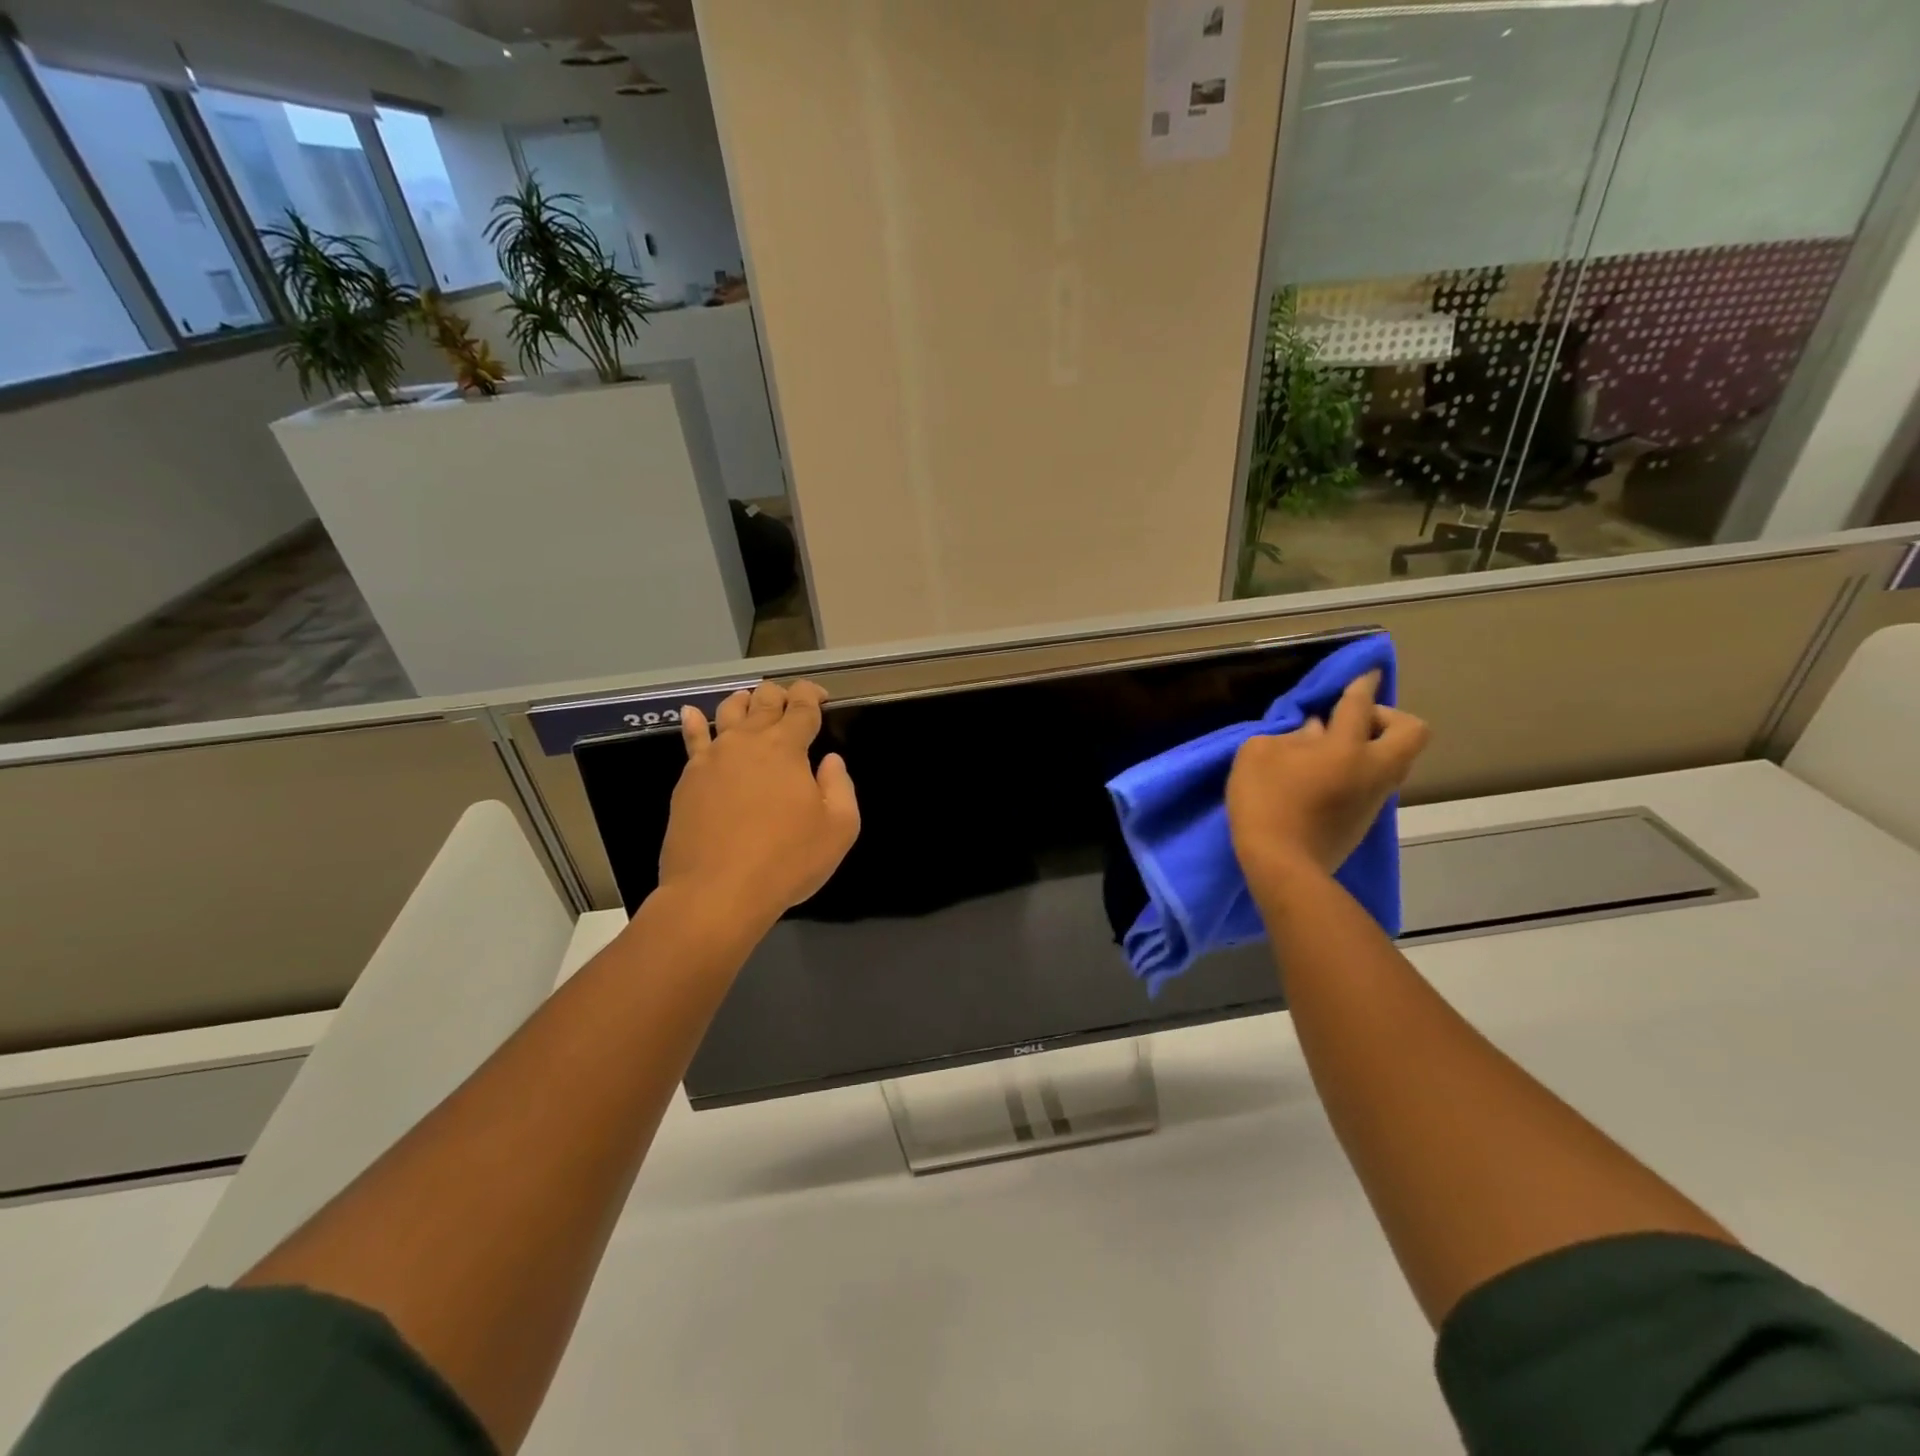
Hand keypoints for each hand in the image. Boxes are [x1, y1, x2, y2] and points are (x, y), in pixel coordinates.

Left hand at [659, 680, 860, 926]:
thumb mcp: (839, 829)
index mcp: (787, 748)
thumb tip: (830, 761)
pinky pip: (692, 740)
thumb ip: (840, 787)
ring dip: (744, 702)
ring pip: (728, 712)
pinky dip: (695, 722)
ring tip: (750, 701)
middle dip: (780, 694)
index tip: (821, 697)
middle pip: (763, 701)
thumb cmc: (786, 861)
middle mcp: (748, 742)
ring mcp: (713, 758)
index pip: (802, 706)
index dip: (813, 695)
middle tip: (790, 700)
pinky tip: (692, 714)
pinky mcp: (688, 779)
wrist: (716, 892)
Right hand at [1227, 671, 1428, 883]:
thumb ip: (1289, 736)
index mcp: (1347, 748)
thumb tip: (1314, 734)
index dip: (1362, 684)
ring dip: (1373, 747)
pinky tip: (1326, 778)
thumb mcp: (1258, 755)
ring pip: (1394, 760)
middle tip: (1354, 721)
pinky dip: (1359, 771)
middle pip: (1411, 732)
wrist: (1282, 865)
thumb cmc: (1266, 802)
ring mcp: (1374, 798)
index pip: (1360, 705)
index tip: (1367, 673)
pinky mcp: (1365, 822)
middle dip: (1389, 717)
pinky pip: (1375, 783)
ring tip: (1333, 750)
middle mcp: (1373, 769)